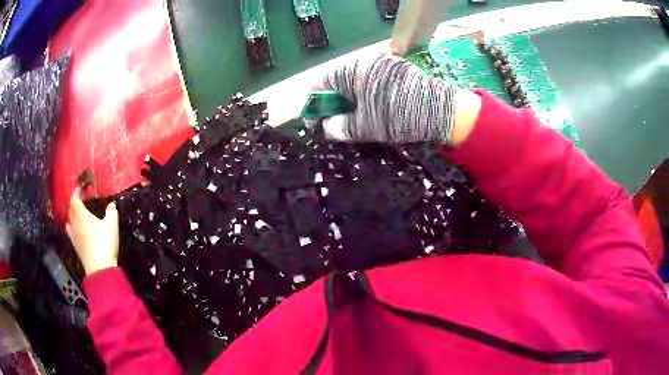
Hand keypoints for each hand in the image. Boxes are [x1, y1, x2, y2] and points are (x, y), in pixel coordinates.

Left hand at [66, 188, 118, 275]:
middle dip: (73, 203)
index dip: (76, 193)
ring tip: (76, 213)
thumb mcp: (112, 226)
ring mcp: (74, 236)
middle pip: (70, 210)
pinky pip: (70, 232)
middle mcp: (75, 223)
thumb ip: (111, 212)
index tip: (79, 188)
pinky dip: (71, 226)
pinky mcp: (76, 246)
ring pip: (69, 220)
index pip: (75, 200)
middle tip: (78, 199)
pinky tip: (75, 229)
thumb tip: (112, 204)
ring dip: (71, 214)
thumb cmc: (104, 243)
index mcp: (82, 215)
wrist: (99, 269)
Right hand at [311, 54, 457, 143]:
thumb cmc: (398, 116)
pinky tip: (371, 111)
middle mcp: (366, 63)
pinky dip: (366, 97)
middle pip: (338, 83)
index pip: (321, 84)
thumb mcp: (365, 126)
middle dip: (332, 104)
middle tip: (332, 124)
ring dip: (349, 102)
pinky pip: (373, 83)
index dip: (313, 105)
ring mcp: (384, 65)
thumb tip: (327, 128)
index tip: (313, 123)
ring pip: (356, 83)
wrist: (441, 110)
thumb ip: (340, 127)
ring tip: (351, 121)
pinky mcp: (398, 71)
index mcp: (352, 71)